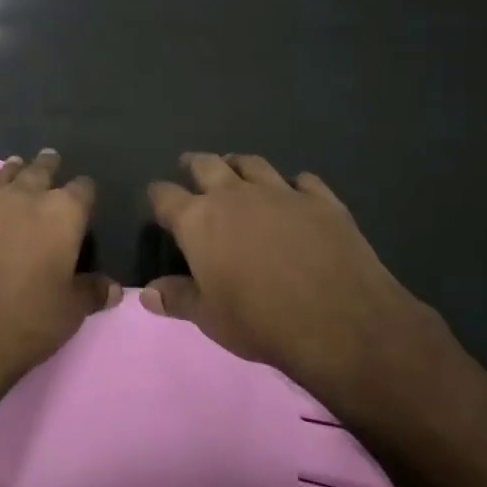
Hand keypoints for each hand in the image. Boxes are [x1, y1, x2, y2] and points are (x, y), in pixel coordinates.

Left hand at [0, 150, 117, 396]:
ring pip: (3, 175)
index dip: (85, 192)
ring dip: (13, 170)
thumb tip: (113, 287)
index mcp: (62, 215)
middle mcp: (24, 197)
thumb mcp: (70, 313)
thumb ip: (92, 292)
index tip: (85, 196)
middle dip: (48, 167)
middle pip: (40, 171)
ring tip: (18, 165)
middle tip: (51, 161)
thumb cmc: (25, 323)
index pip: (83, 190)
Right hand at [142, 153, 448, 418]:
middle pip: (206, 165)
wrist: (340, 321)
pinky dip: (294, 184)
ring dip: (239, 164)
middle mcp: (234, 195)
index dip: (158, 197)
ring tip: (236, 168)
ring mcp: (280, 192)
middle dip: (194, 164)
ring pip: (252, 163)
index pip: (165, 196)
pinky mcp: (321, 200)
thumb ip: (177, 299)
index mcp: (199, 220)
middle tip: (191, 167)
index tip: (157, 200)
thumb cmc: (261, 322)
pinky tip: (296, 192)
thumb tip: (147, 293)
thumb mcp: (210, 318)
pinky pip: (303, 179)